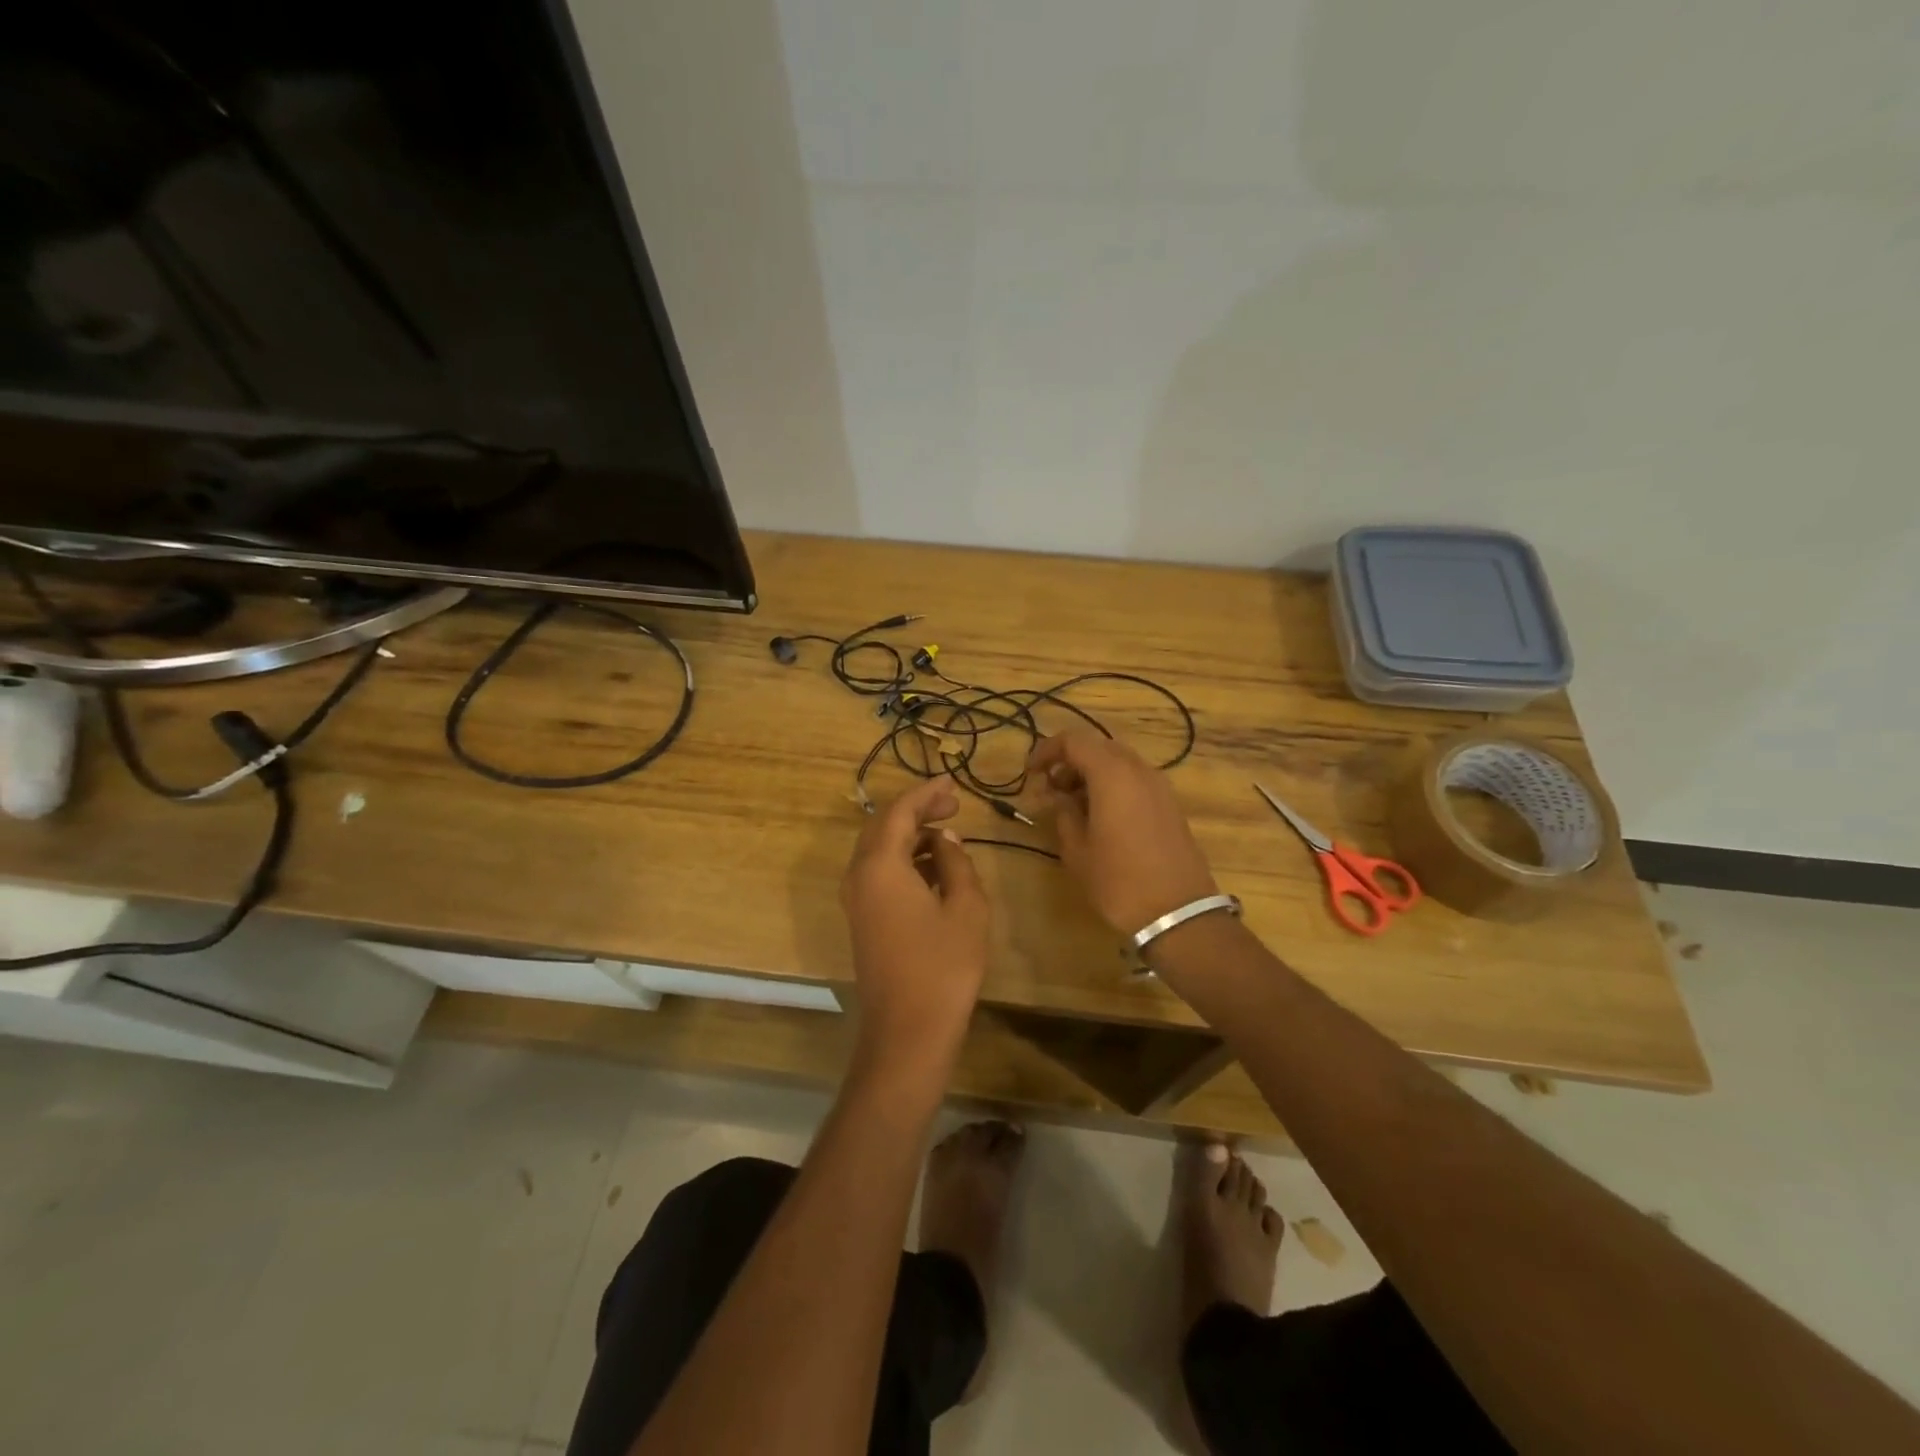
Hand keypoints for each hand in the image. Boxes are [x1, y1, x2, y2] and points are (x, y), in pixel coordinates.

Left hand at [840, 776, 989, 1081]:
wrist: (907, 1031)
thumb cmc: (943, 966)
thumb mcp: (965, 907)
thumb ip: (955, 862)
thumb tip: (944, 840)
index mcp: (881, 864)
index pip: (900, 811)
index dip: (927, 792)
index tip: (954, 782)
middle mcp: (859, 875)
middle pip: (883, 826)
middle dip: (917, 810)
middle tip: (953, 804)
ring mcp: (856, 899)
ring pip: (879, 849)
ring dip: (911, 835)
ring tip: (948, 831)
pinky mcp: (861, 919)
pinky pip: (878, 872)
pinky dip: (904, 859)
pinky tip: (934, 867)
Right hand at [1029, 731, 1218, 936]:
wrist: (1178, 913)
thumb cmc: (1119, 881)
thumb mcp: (1077, 850)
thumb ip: (1062, 813)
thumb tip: (1056, 796)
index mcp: (1112, 774)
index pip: (1073, 741)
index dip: (1046, 751)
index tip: (1030, 773)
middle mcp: (1138, 770)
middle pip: (1097, 746)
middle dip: (1069, 761)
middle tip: (1049, 789)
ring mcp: (1159, 785)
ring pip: (1118, 761)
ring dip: (1091, 773)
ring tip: (1072, 804)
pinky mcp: (1170, 804)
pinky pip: (1134, 779)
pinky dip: (1112, 784)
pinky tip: (1100, 815)